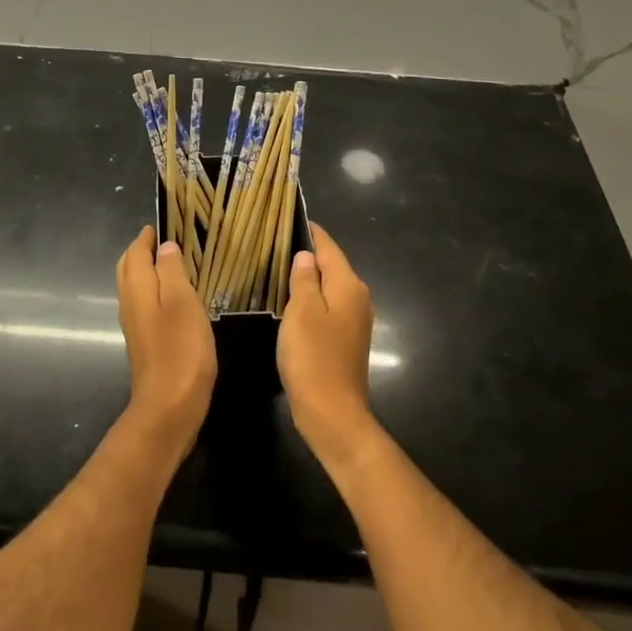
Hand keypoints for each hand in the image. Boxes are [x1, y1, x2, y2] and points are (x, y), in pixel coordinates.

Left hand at [116, 226, 216, 461]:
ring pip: (134, 288)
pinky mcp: (145, 344)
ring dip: (146, 271)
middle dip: (140, 252)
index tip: (159, 224)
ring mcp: (136, 327)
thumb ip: (173, 272)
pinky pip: (144, 306)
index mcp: (138, 290)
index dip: (145, 238)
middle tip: (161, 240)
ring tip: (170, 263)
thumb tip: (164, 247)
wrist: (168, 408)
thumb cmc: (180, 350)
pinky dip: (154, 291)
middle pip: (128, 270)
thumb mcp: (183, 303)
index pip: (135, 254)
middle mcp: (130, 305)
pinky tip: (173, 298)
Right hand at [279, 223, 379, 472]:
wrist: (332, 413)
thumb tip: (306, 255)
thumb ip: (304, 279)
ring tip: (277, 267)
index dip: (309, 231)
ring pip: (329, 287)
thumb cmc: (313, 357)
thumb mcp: (301, 312)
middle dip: (307, 253)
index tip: (286, 217)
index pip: (328, 246)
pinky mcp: (347, 338)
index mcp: (348, 285)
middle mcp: (358, 297)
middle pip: (331, 265)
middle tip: (273, 242)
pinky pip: (328, 306)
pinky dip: (311, 299)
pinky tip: (290, 302)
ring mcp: (355, 319)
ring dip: (308, 278)